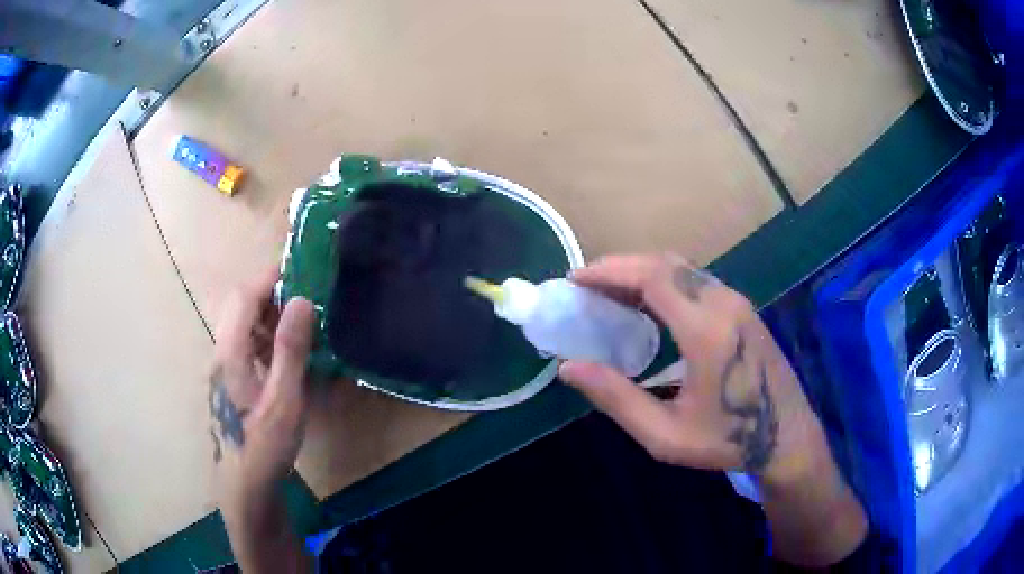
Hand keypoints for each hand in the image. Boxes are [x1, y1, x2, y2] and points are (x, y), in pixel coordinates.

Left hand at [209, 268, 314, 507]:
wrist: (245, 486)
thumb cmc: (265, 445)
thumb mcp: (284, 400)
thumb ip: (290, 349)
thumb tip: (301, 300)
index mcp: (230, 352)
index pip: (244, 297)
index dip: (269, 277)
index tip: (299, 268)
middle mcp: (221, 354)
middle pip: (240, 308)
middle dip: (270, 295)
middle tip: (304, 300)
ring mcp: (224, 369)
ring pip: (242, 327)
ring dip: (268, 317)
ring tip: (300, 326)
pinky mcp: (230, 383)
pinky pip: (245, 346)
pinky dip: (265, 339)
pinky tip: (285, 358)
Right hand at [559, 254, 866, 565]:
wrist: (786, 436)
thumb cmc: (727, 440)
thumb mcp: (665, 433)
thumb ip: (616, 398)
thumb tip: (569, 368)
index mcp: (706, 330)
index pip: (653, 278)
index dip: (610, 271)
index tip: (576, 279)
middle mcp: (724, 304)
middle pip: (666, 264)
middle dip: (621, 266)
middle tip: (587, 284)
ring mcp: (738, 303)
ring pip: (683, 269)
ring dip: (643, 272)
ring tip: (610, 293)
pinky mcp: (743, 309)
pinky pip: (697, 281)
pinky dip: (664, 281)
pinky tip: (648, 305)